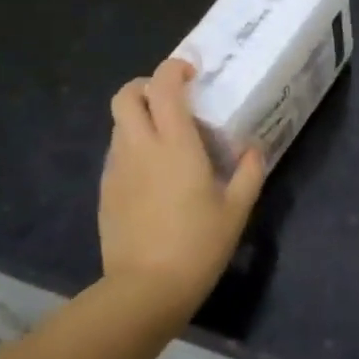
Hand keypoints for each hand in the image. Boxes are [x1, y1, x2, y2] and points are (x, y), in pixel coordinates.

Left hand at [99, 58, 265, 324]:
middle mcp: (140, 147)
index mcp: (174, 144)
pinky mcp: (106, 191)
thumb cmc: (198, 245)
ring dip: (139, 118)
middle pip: (125, 95)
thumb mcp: (236, 210)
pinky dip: (132, 148)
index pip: (163, 86)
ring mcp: (117, 169)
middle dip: (145, 86)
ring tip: (166, 140)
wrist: (146, 289)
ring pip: (119, 124)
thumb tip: (252, 151)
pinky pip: (117, 154)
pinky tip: (153, 175)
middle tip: (171, 100)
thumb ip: (248, 174)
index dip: (173, 69)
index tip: (191, 74)